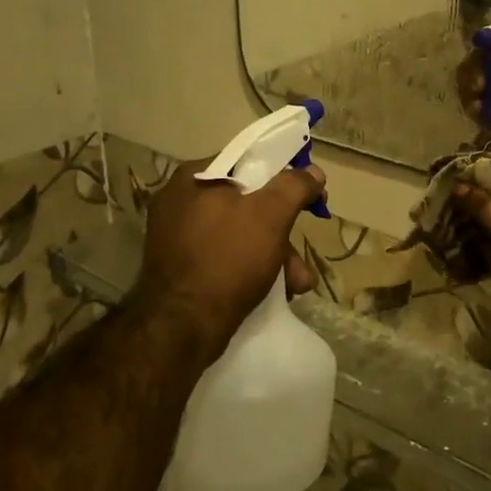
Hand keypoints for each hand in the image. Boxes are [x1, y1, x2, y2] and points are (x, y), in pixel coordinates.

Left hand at [132, 158, 325, 360]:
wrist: (181, 328)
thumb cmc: (227, 259)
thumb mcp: (270, 215)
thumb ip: (294, 186)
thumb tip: (313, 171)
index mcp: (195, 177)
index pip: (249, 162)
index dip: (284, 177)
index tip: (309, 197)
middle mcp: (180, 202)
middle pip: (248, 204)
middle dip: (282, 232)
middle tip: (301, 253)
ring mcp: (177, 237)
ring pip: (240, 235)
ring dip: (274, 256)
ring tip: (296, 283)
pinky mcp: (180, 268)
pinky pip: (225, 257)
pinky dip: (250, 270)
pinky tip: (274, 291)